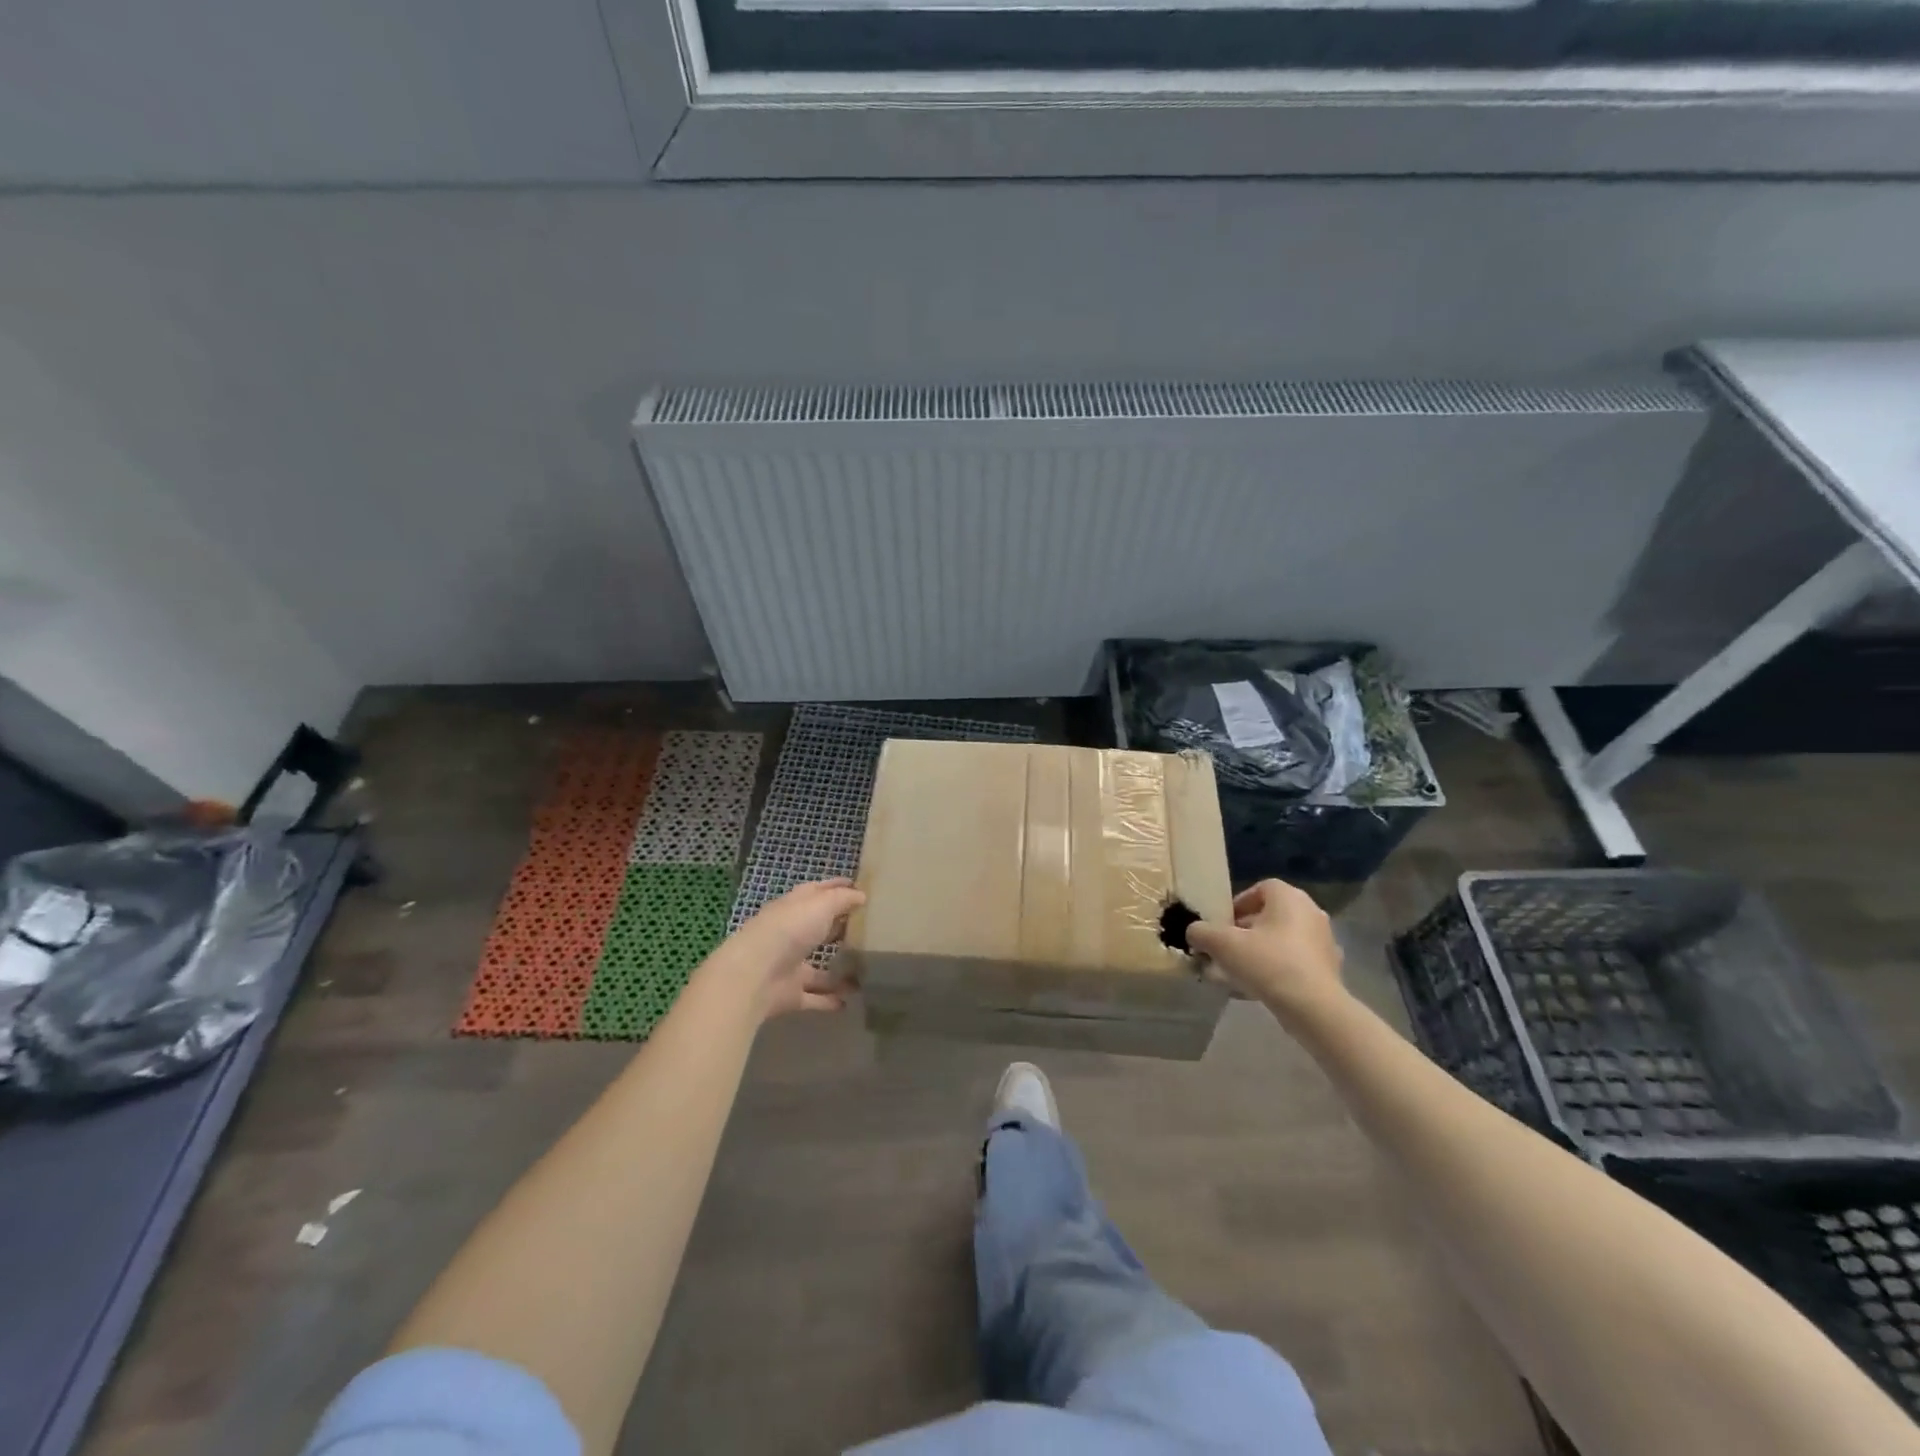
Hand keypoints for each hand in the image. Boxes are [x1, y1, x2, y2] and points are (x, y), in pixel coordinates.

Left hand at [717, 878, 865, 1020]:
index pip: (818, 892)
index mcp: (795, 908)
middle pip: (818, 929)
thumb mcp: (821, 904)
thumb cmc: (790, 930)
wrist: (755, 975)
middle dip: (840, 930)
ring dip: (839, 971)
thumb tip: (861, 895)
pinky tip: (850, 1002)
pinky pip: (814, 997)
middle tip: (869, 932)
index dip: (837, 888)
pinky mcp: (790, 994)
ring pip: (819, 968)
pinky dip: (830, 1000)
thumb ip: (843, 899)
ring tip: (866, 972)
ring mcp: (790, 965)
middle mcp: (791, 934)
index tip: (860, 889)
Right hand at [1185, 879, 1346, 1021]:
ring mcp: (1324, 941)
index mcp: (1289, 898)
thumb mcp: (1222, 944)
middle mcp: (1311, 912)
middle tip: (1226, 948)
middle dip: (1246, 930)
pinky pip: (1296, 961)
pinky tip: (1260, 987)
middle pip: (1271, 915)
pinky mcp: (1330, 969)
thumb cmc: (1268, 963)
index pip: (1261, 888)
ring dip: (1261, 950)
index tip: (1223, 924)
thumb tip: (1194, 932)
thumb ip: (1202, 932)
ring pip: (1283, 939)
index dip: (1238, 903)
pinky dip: (1278, 968)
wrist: (1314, 1008)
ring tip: (1239, 971)